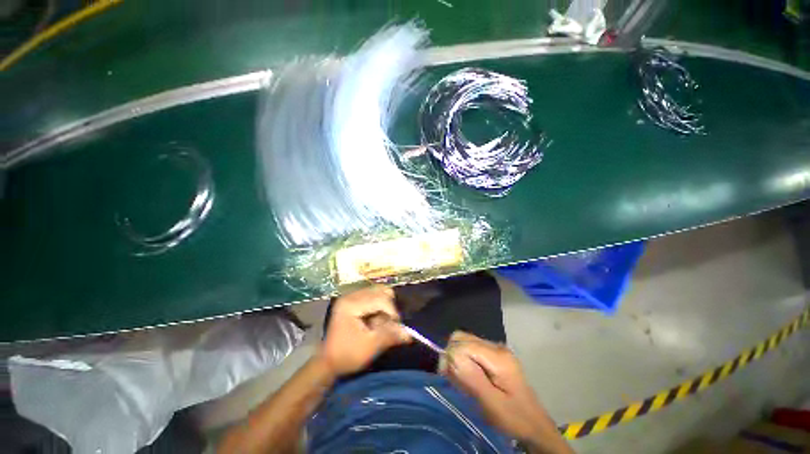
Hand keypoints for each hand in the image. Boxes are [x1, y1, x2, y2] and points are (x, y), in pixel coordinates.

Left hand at [318, 286, 410, 376]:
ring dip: (385, 306)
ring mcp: (351, 296)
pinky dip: (380, 306)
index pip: (379, 299)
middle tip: (389, 323)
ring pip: (378, 292)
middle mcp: (351, 295)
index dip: (392, 311)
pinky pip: (373, 296)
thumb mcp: (369, 347)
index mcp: (351, 304)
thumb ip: (389, 336)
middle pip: (380, 291)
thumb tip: (409, 334)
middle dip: (388, 307)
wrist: (328, 362)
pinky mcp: (354, 300)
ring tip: (382, 322)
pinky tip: (377, 319)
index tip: (397, 326)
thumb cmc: (347, 355)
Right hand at [441, 332, 567, 450]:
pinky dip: (463, 360)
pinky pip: (470, 349)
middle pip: (462, 337)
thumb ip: (472, 378)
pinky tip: (468, 377)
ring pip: (464, 341)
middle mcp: (496, 346)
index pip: (463, 343)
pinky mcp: (493, 355)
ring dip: (457, 358)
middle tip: (452, 378)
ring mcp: (495, 349)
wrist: (535, 425)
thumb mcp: (492, 404)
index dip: (451, 356)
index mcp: (498, 357)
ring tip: (460, 380)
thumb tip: (450, 355)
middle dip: (452, 355)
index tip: (446, 376)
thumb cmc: (514, 418)